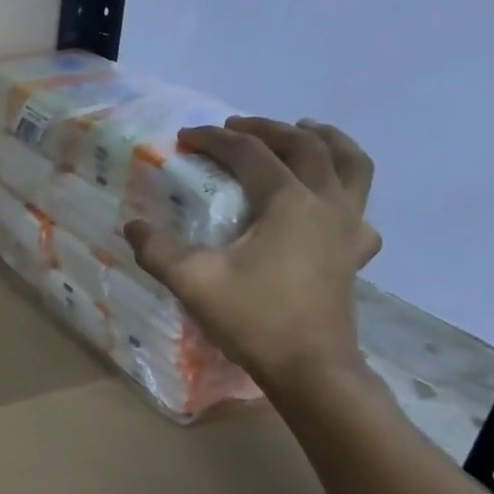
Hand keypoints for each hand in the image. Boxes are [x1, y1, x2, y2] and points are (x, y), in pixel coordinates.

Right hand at [125, 117, 379, 392]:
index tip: (187, 137)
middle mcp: (325, 202)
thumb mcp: (193, 282)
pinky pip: (360, 207)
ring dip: (327, 140)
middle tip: (237, 126)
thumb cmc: (252, 319)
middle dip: (268, 129)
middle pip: (304, 146)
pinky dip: (347, 190)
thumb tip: (133, 227)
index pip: (250, 154)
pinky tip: (332, 203)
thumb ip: (158, 250)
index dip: (215, 140)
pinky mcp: (355, 252)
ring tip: (307, 130)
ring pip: (351, 164)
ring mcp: (348, 226)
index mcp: (287, 201)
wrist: (308, 366)